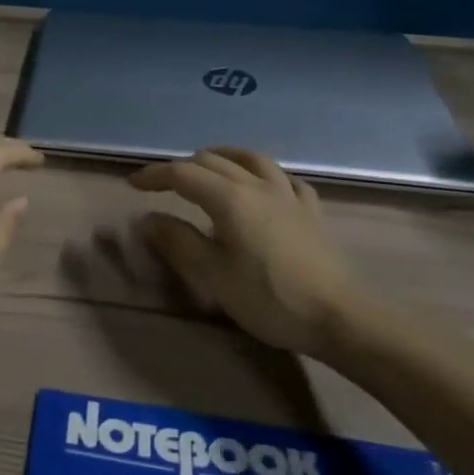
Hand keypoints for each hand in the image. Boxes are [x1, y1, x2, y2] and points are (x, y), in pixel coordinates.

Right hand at [130, 147, 357, 357]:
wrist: (341, 317)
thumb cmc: (269, 297)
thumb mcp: (213, 275)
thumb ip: (178, 242)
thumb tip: (149, 218)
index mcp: (229, 198)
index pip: (182, 173)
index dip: (154, 175)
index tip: (133, 184)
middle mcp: (257, 185)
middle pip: (213, 160)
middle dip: (183, 166)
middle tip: (164, 185)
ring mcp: (288, 195)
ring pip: (251, 159)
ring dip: (224, 157)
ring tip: (210, 165)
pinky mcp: (311, 211)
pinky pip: (285, 179)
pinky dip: (266, 175)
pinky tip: (265, 185)